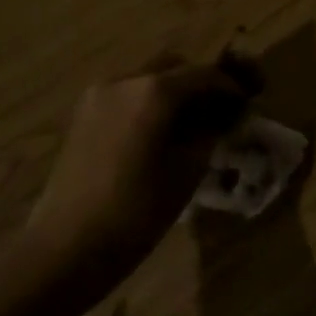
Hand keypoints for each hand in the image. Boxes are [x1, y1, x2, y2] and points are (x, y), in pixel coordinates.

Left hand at [26, 54, 260, 285]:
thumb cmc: (138, 209)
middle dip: (203, 82)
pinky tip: (161, 132)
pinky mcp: (83, 116)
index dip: (234, 87)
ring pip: (150, 79)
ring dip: (175, 92)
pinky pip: (128, 96)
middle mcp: (127, 80)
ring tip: (192, 122)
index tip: (250, 103)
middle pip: (176, 67)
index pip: (209, 74)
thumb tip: (226, 114)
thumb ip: (212, 130)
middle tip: (222, 108)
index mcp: (157, 90)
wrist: (66, 248)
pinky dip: (151, 104)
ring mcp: (99, 96)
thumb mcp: (191, 167)